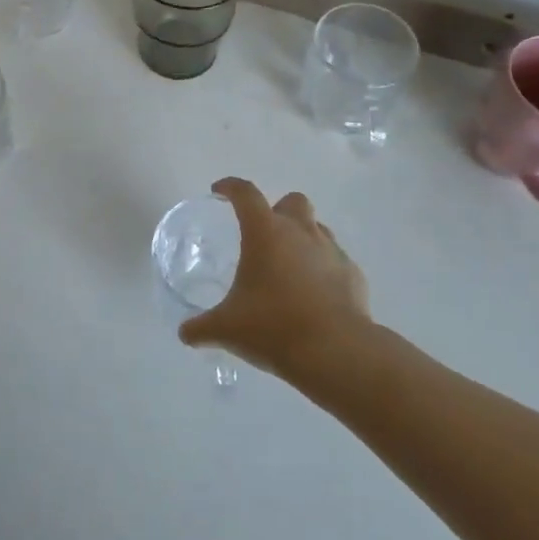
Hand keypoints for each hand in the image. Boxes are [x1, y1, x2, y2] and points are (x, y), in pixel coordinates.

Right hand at [180, 178, 370, 379]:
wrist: (335, 352)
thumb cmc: (273, 327)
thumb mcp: (226, 329)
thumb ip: (201, 327)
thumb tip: (185, 333)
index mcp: (265, 232)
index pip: (245, 193)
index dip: (230, 187)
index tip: (219, 191)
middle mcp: (300, 232)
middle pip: (292, 201)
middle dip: (277, 211)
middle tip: (263, 236)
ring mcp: (331, 251)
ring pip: (317, 228)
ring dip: (302, 238)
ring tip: (289, 267)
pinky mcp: (353, 274)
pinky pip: (335, 260)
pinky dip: (324, 270)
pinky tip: (314, 295)